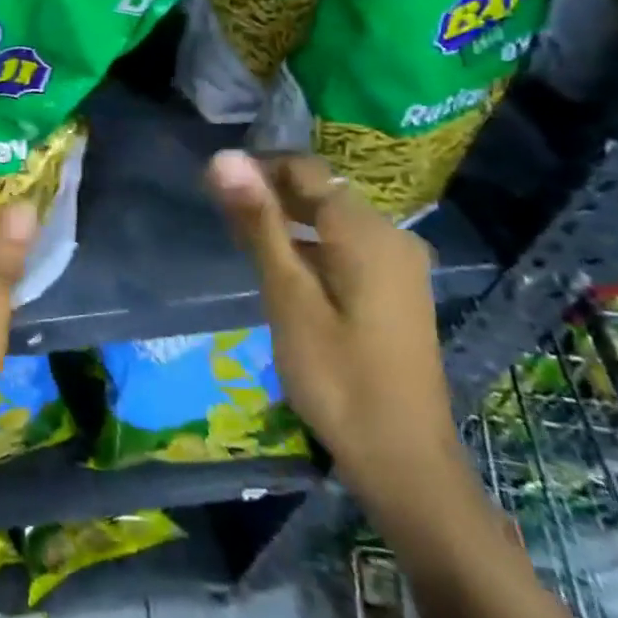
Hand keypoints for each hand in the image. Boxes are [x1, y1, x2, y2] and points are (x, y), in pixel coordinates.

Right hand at [205, 151, 461, 501]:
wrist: (403, 460)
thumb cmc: (338, 377)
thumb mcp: (288, 296)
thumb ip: (259, 223)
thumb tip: (223, 157)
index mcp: (367, 231)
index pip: (306, 170)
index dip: (257, 168)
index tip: (213, 186)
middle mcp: (391, 236)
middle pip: (321, 192)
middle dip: (270, 194)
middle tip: (221, 215)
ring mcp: (398, 264)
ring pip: (331, 220)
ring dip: (286, 221)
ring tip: (241, 239)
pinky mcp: (395, 290)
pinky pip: (345, 246)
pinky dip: (309, 246)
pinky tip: (281, 269)